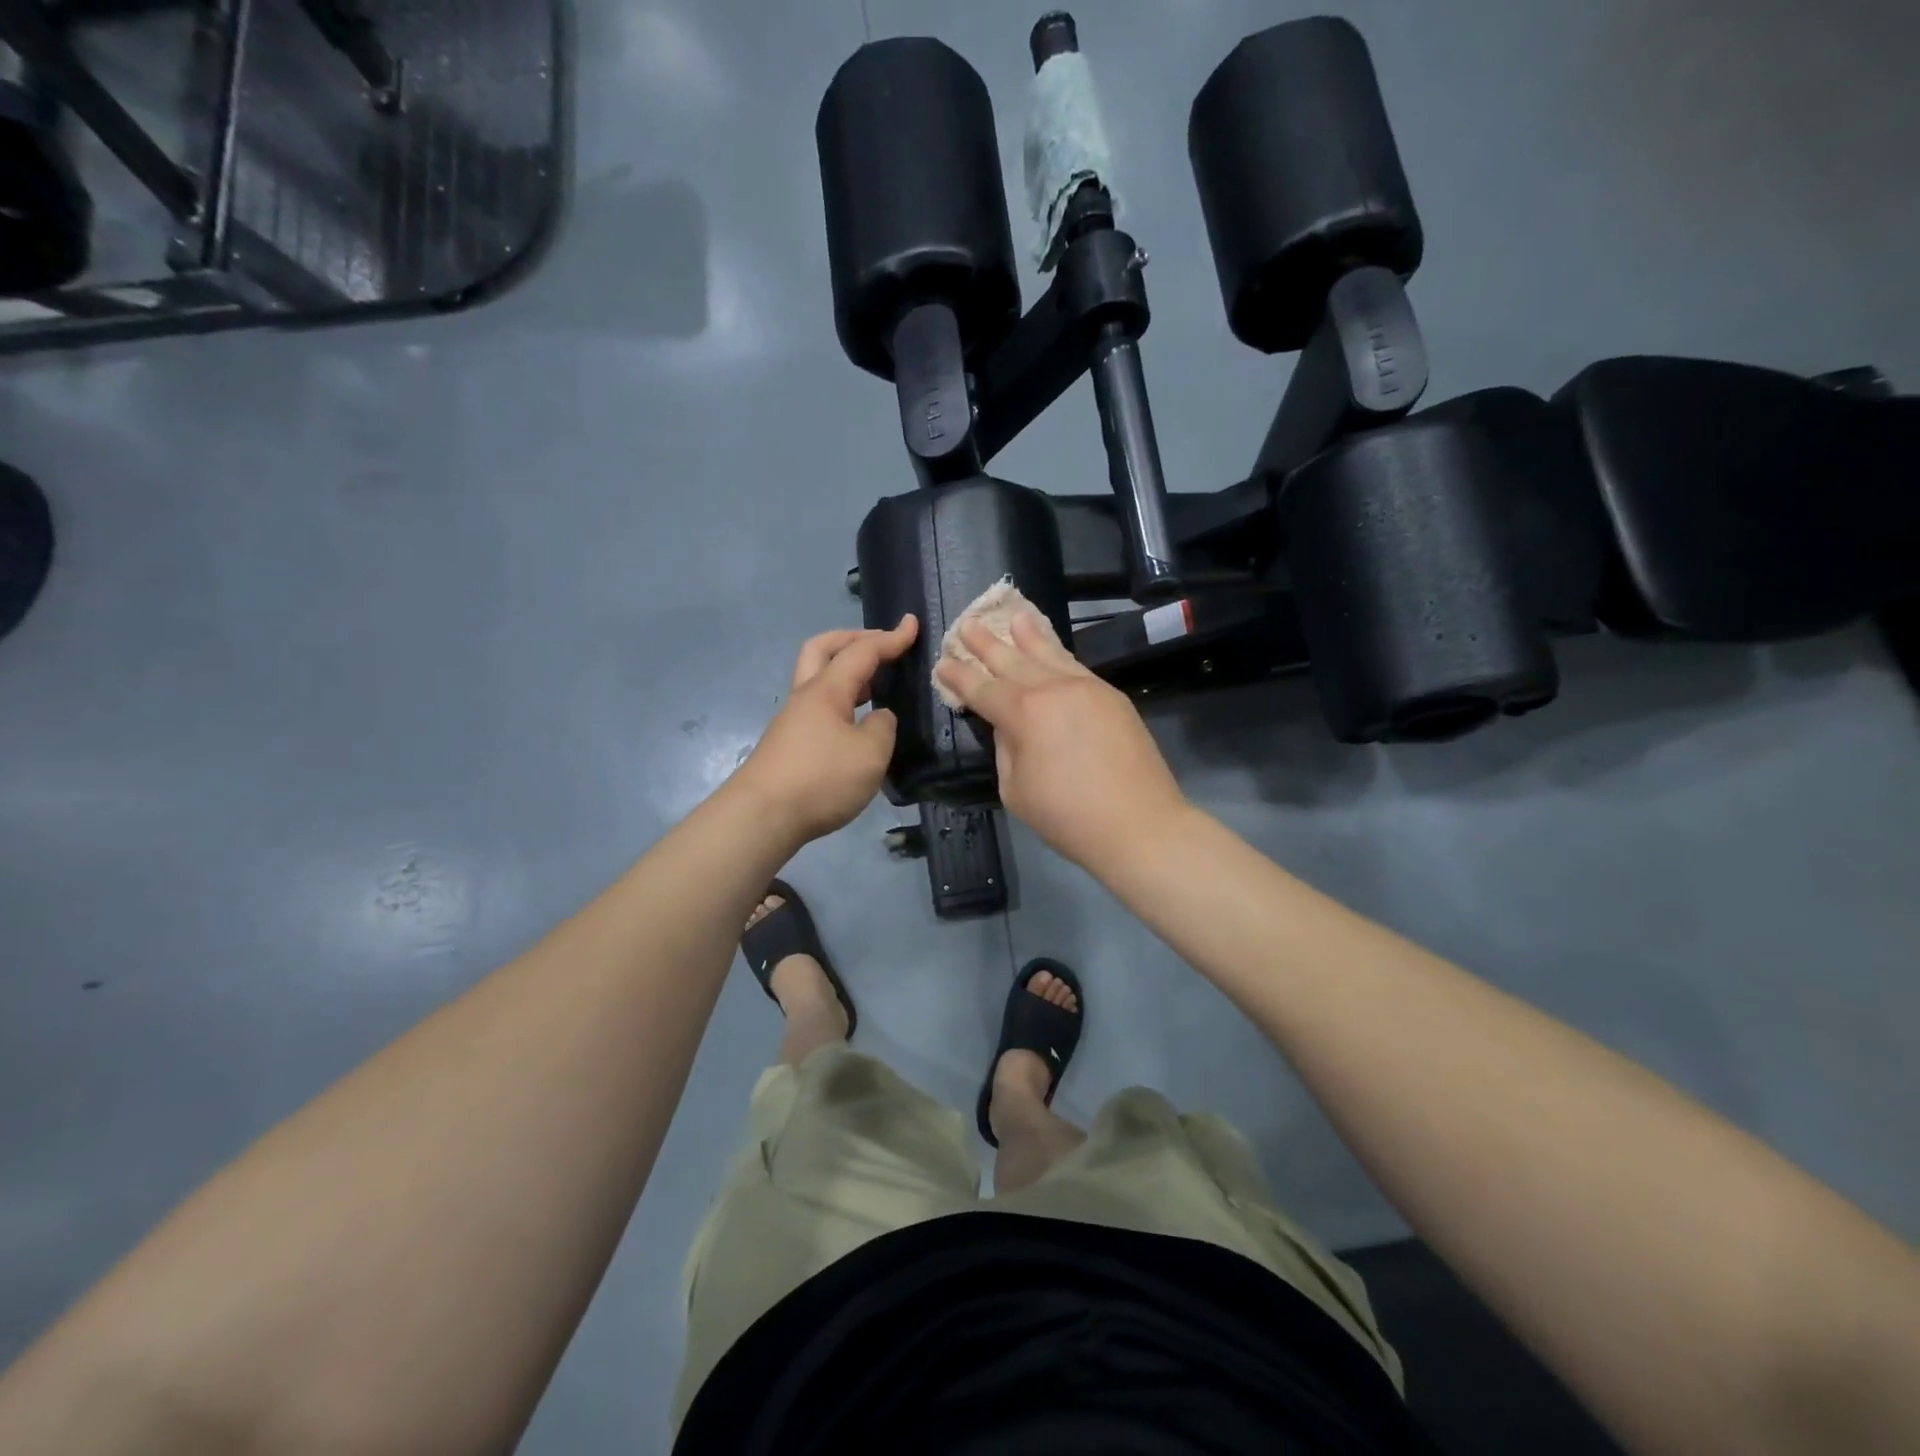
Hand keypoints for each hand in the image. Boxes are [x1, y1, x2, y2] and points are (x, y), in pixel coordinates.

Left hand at [734, 616, 918, 844]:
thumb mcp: (870, 753)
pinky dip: (841, 700)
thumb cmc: (821, 779)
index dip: (890, 637)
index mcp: (827, 689)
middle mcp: (806, 696)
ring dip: (846, 671)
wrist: (762, 817)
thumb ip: (882, 727)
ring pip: (818, 678)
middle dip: (853, 639)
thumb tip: (878, 718)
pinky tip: (857, 721)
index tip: (912, 625)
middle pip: (823, 649)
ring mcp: (793, 720)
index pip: (862, 652)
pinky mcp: (789, 744)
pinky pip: (818, 706)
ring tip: (876, 682)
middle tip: (881, 644)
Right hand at [935, 604, 1188, 876]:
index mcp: (1024, 713)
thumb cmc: (1068, 817)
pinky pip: (1076, 665)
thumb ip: (1006, 749)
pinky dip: (1058, 652)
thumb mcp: (1015, 790)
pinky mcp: (1112, 697)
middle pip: (1013, 661)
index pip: (982, 688)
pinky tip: (1051, 647)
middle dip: (987, 643)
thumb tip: (1009, 726)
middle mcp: (1053, 690)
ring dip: (1027, 635)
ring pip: (1049, 654)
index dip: (959, 676)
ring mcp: (1087, 688)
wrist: (1139, 825)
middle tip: (967, 624)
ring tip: (1014, 616)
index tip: (942, 662)